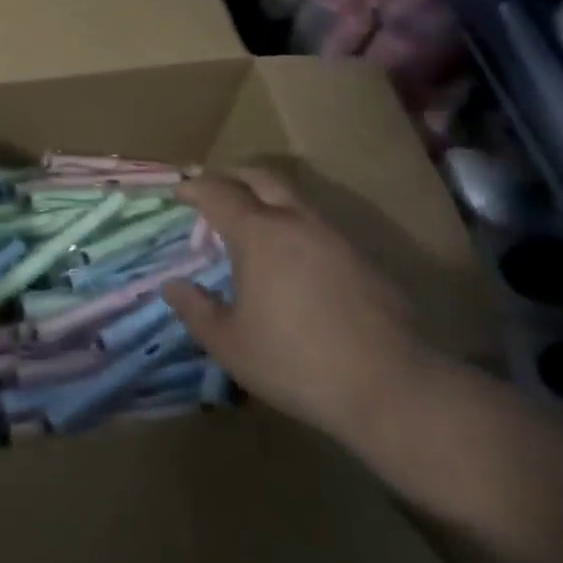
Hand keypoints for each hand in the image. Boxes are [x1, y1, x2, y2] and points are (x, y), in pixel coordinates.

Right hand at [163, 167, 430, 449]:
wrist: (391, 385)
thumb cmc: (297, 362)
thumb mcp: (231, 345)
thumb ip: (196, 310)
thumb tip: (172, 286)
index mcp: (258, 232)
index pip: (217, 192)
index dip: (194, 188)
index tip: (178, 191)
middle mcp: (294, 219)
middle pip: (259, 178)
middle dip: (232, 178)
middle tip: (214, 194)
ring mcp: (332, 234)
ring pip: (292, 197)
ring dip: (266, 199)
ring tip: (252, 226)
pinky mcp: (360, 256)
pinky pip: (316, 223)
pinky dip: (293, 224)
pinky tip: (292, 259)